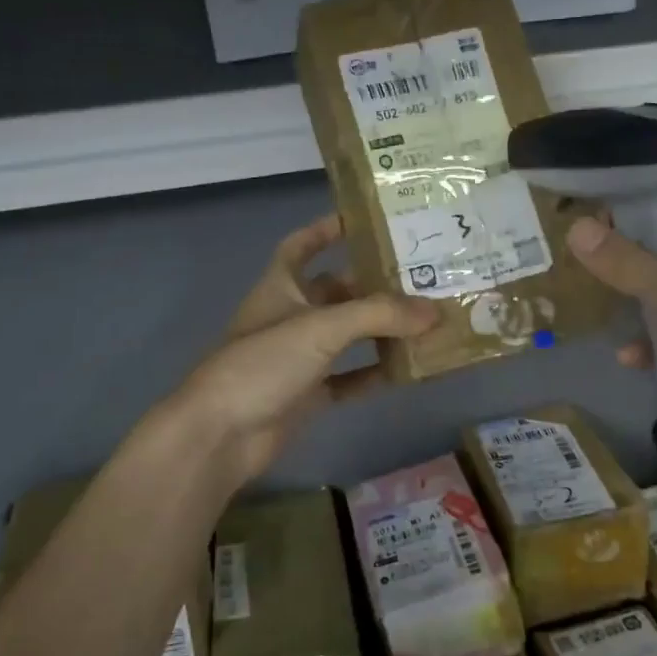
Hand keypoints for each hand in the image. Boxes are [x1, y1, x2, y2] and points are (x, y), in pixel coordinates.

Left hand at [173, 215, 439, 483]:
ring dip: (380, 329)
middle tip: (421, 276)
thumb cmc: (263, 364)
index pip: (301, 246)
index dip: (326, 229)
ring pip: (347, 335)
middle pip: (336, 291)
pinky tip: (407, 369)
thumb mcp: (321, 327)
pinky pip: (349, 378)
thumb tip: (435, 310)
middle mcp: (290, 317)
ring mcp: (298, 358)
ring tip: (426, 320)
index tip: (364, 220)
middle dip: (373, 284)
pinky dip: (374, 372)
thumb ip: (379, 315)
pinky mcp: (307, 394)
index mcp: (280, 287)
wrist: (221, 435)